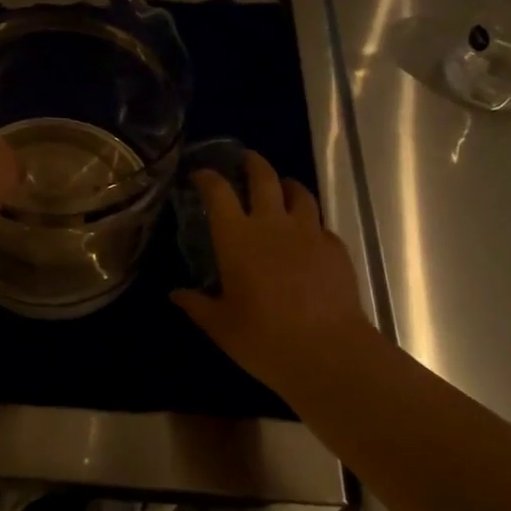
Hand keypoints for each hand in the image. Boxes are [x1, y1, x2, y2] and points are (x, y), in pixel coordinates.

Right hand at [171, 151, 377, 396]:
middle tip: (246, 159)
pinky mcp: (335, 249)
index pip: (218, 192)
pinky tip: (309, 235)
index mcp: (237, 238)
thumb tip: (176, 294)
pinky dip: (312, 223)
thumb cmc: (264, 338)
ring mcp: (309, 233)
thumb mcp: (221, 326)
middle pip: (264, 178)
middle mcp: (272, 225)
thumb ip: (197, 305)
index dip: (207, 177)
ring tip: (283, 187)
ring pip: (300, 194)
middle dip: (253, 163)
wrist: (328, 351)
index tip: (199, 174)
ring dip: (288, 185)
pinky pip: (321, 225)